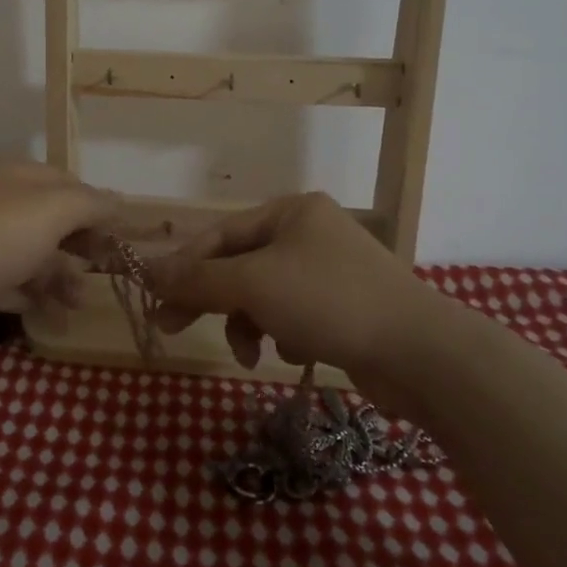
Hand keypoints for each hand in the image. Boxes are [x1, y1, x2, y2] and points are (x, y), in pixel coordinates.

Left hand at [0, 160, 118, 336]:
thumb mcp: (52, 210)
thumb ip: (90, 203)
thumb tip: (119, 199)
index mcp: (10, 175)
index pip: (63, 182)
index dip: (94, 206)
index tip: (118, 234)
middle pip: (48, 219)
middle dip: (79, 245)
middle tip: (105, 269)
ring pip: (31, 253)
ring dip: (60, 275)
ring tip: (79, 302)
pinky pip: (9, 282)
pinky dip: (32, 295)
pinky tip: (52, 313)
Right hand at [145, 193, 430, 380]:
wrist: (421, 354)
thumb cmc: (329, 301)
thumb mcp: (252, 284)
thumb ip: (197, 279)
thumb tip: (145, 271)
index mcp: (290, 211)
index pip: (219, 234)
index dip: (183, 266)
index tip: (155, 300)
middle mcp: (310, 233)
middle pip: (240, 265)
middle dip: (211, 299)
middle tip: (173, 328)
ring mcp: (330, 271)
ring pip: (264, 294)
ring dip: (248, 323)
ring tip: (252, 354)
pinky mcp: (345, 308)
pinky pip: (293, 315)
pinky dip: (284, 334)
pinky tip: (297, 352)